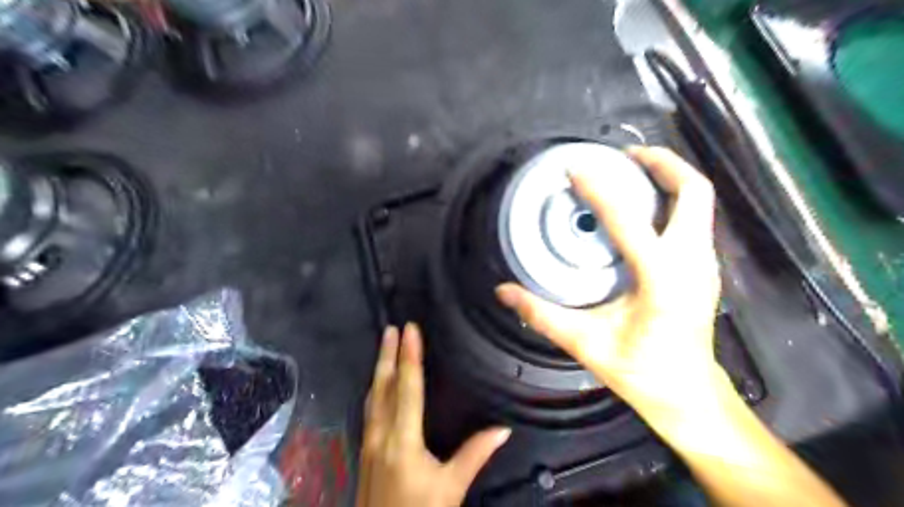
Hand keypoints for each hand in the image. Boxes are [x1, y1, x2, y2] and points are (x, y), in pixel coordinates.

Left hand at [354, 325, 506, 506]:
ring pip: (372, 396)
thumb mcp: (451, 487)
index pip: (407, 387)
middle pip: (384, 385)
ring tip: (384, 346)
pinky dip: (375, 388)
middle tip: (392, 328)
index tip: (410, 330)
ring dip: (379, 368)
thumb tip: (502, 428)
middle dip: (388, 354)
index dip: (410, 356)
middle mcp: (381, 434)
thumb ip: (475, 454)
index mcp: (402, 439)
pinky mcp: (365, 450)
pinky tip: (377, 385)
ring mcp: (368, 442)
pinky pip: (369, 409)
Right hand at [494, 144, 721, 411]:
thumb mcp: (586, 344)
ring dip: (669, 178)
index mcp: (662, 279)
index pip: (629, 220)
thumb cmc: (640, 371)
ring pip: (699, 202)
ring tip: (631, 171)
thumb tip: (503, 292)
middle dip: (661, 163)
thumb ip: (542, 315)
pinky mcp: (702, 268)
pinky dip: (672, 199)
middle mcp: (691, 262)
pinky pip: (695, 218)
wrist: (687, 394)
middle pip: (693, 191)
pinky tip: (642, 208)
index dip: (600, 189)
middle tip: (623, 154)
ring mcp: (704, 264)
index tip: (575, 170)